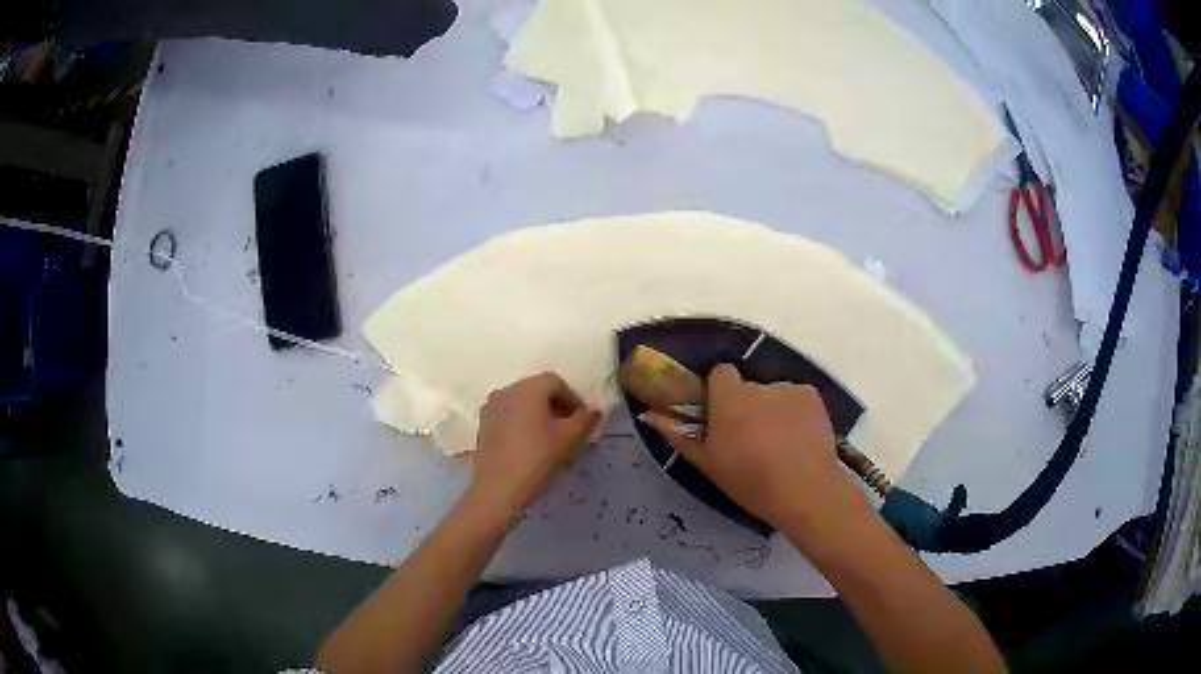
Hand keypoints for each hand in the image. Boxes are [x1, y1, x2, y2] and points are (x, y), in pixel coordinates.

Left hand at [469, 372, 600, 512]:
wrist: (498, 487)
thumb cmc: (537, 457)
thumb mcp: (569, 438)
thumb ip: (585, 419)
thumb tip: (594, 410)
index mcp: (528, 388)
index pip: (556, 382)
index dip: (573, 399)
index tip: (583, 421)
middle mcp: (507, 390)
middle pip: (537, 390)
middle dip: (556, 406)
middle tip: (570, 429)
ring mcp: (491, 408)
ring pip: (522, 404)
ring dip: (539, 415)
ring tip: (551, 439)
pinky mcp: (483, 425)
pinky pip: (509, 416)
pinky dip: (522, 424)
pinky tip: (530, 445)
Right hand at [642, 364, 866, 531]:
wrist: (804, 491)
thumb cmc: (749, 481)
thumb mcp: (708, 463)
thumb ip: (678, 434)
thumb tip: (649, 414)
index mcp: (729, 398)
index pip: (720, 373)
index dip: (720, 393)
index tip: (721, 417)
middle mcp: (758, 386)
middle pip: (747, 388)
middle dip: (747, 407)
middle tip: (750, 440)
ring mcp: (789, 389)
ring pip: (773, 395)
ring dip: (772, 411)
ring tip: (779, 445)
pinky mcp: (812, 396)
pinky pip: (796, 399)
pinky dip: (795, 414)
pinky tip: (798, 441)